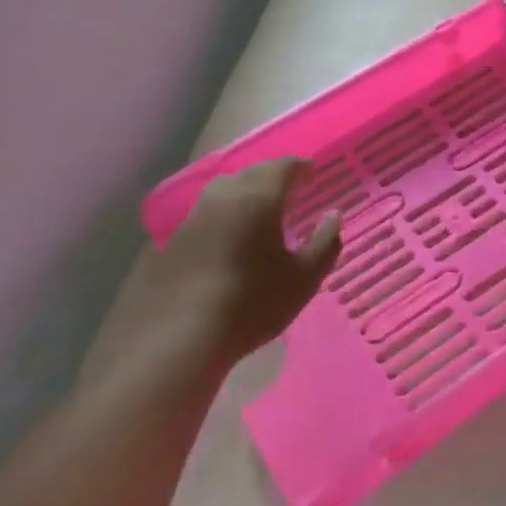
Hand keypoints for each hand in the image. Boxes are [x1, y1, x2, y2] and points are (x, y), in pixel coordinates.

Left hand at [81, 159, 341, 394]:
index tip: (312, 172)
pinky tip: (228, 237)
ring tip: (259, 210)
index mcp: (258, 199)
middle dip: (272, 176)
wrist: (180, 337)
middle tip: (288, 188)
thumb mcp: (304, 279)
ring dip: (244, 192)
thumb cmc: (253, 304)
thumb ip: (325, 243)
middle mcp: (222, 197)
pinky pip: (205, 214)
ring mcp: (192, 218)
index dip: (300, 167)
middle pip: (250, 173)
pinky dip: (223, 215)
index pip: (282, 168)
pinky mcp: (171, 241)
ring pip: (223, 191)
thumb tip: (333, 216)